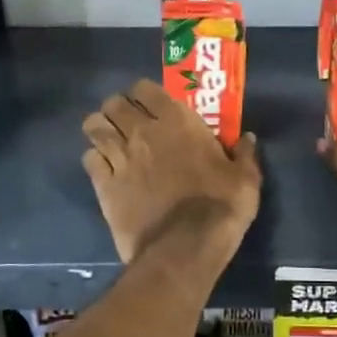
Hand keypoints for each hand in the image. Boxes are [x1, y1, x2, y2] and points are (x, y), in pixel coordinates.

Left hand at [82, 80, 261, 263]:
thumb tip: (247, 138)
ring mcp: (120, 158)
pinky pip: (89, 159)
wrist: (185, 248)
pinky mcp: (104, 185)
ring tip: (110, 140)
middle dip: (117, 108)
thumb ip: (244, 154)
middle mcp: (142, 132)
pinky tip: (105, 169)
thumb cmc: (220, 207)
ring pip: (94, 127)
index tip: (151, 103)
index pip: (145, 88)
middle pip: (113, 104)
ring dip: (100, 129)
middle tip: (127, 121)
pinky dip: (95, 159)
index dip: (144, 93)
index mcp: (177, 121)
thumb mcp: (245, 179)